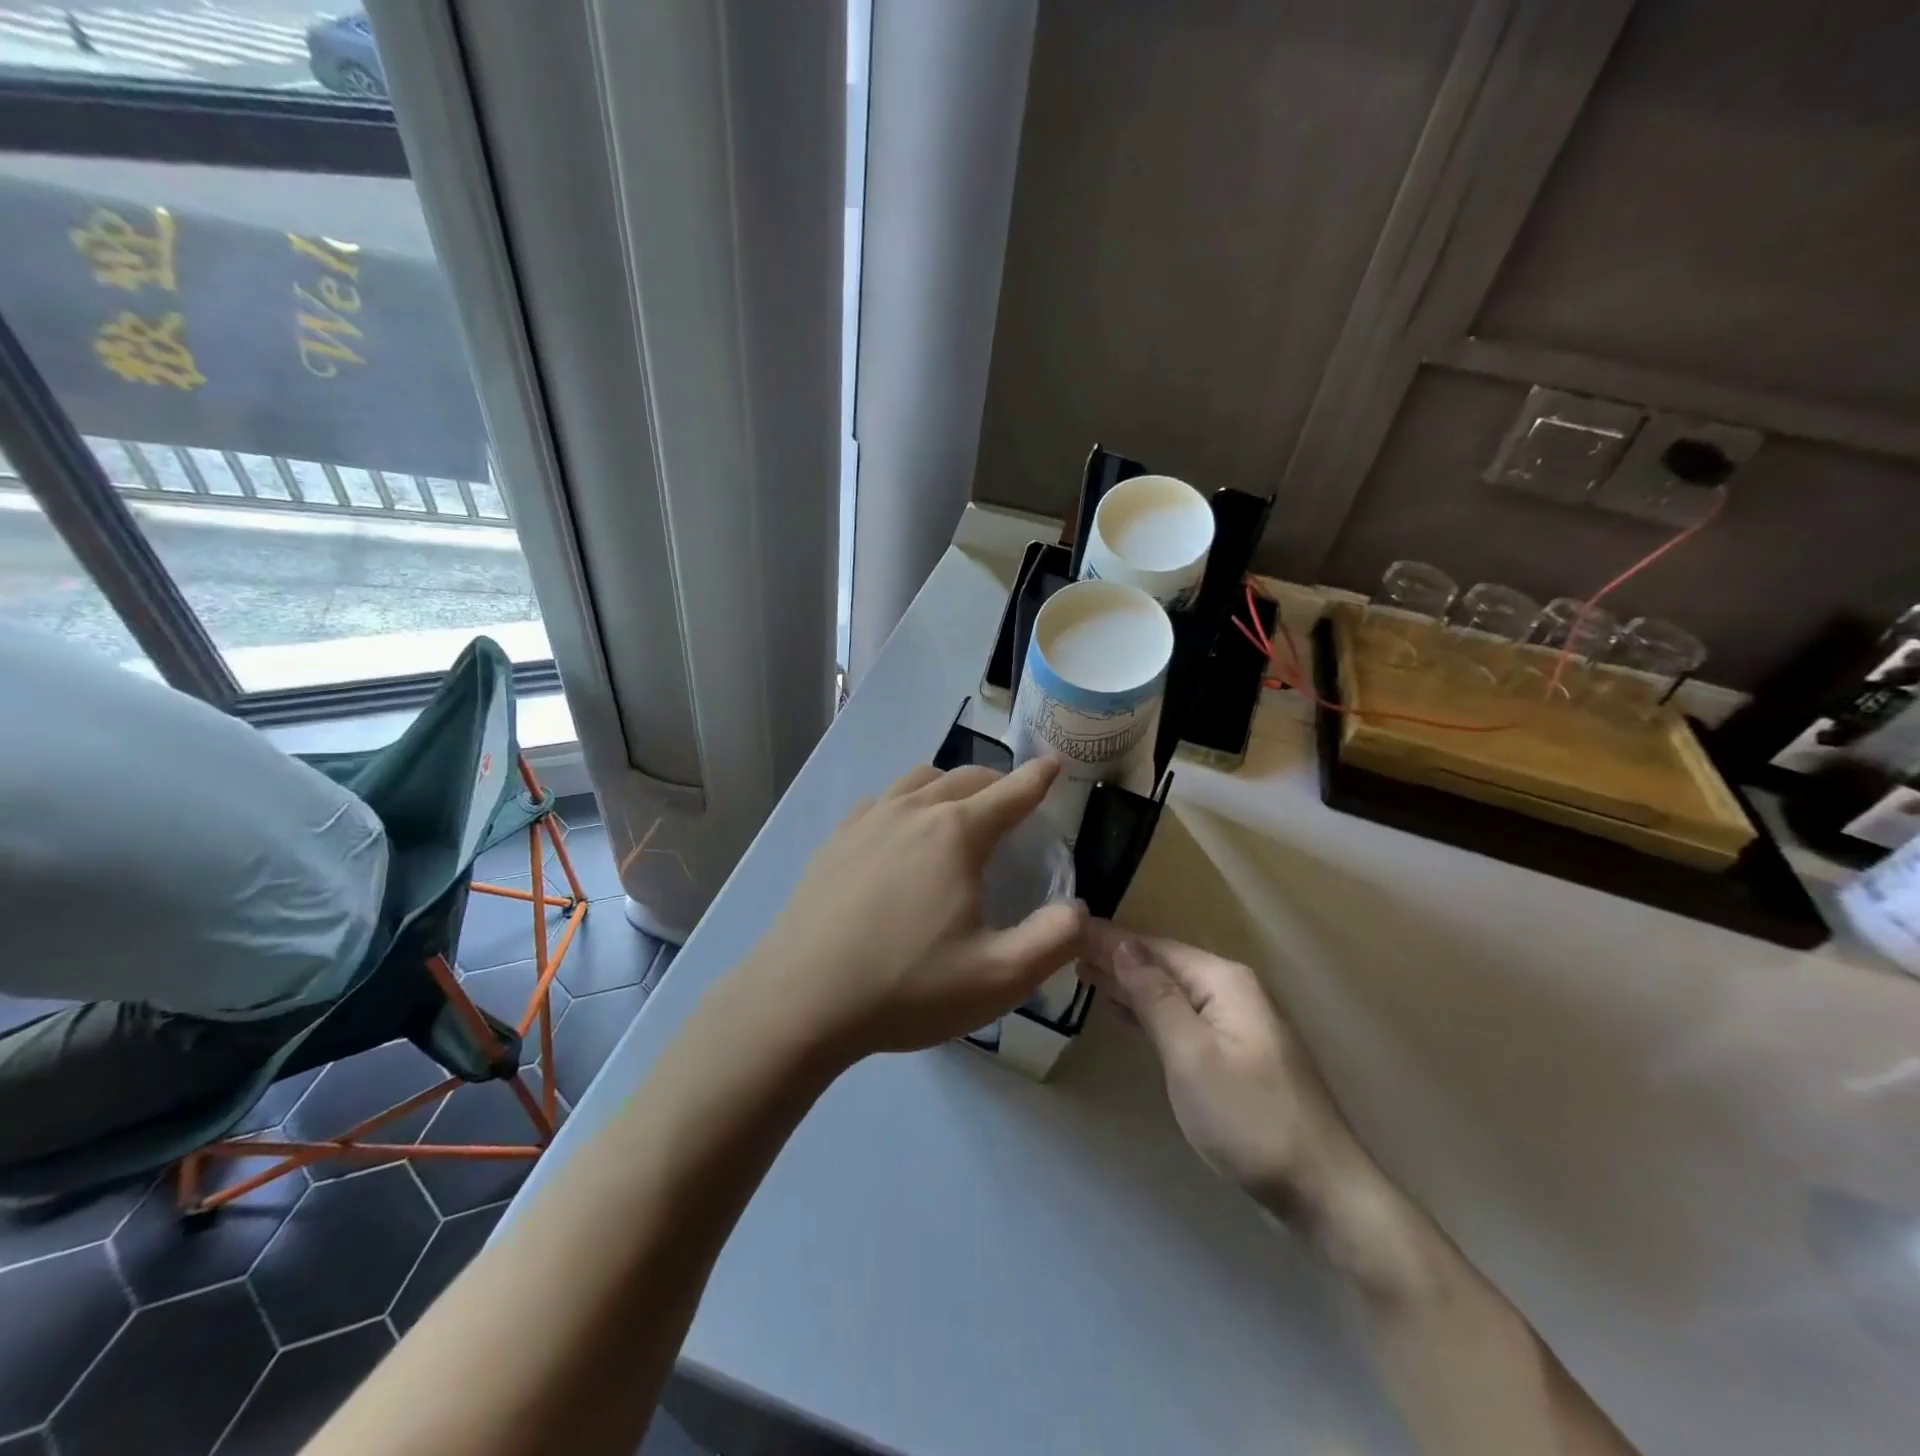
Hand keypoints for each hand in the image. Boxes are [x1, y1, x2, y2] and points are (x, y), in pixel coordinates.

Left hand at [753, 760, 1086, 1059]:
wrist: (800, 1001)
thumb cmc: (905, 988)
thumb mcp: (998, 978)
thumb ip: (1054, 941)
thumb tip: (1079, 911)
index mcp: (955, 833)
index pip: (1010, 792)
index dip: (1038, 778)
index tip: (1054, 764)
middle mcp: (912, 811)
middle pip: (965, 778)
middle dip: (997, 782)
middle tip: (1013, 801)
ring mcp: (867, 821)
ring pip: (918, 781)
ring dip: (949, 785)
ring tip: (959, 810)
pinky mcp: (835, 841)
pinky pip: (882, 802)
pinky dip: (907, 803)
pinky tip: (900, 833)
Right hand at [1082, 923, 1361, 1217]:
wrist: (1322, 1192)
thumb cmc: (1248, 1119)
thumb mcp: (1190, 1054)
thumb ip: (1154, 996)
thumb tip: (1123, 944)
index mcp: (1223, 981)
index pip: (1154, 947)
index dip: (1109, 938)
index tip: (1065, 926)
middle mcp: (1232, 991)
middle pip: (1163, 964)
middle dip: (1116, 957)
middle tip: (1063, 950)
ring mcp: (1237, 1024)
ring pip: (1171, 991)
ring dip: (1129, 983)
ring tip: (1083, 974)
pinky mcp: (1235, 1054)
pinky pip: (1182, 1017)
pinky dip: (1149, 1011)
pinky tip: (1124, 1011)